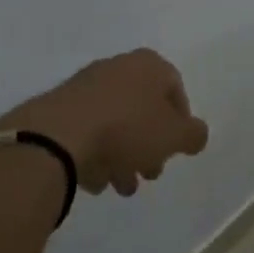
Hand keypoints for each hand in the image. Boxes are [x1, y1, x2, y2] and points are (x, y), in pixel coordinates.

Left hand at [0, 49, 208, 197]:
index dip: (180, 122)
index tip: (175, 150)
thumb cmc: (127, 128)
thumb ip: (194, 135)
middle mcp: (118, 67)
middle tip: (149, 175)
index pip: (175, 89)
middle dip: (149, 145)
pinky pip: (86, 131)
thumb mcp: (174, 136)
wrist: (56, 136)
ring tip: (120, 187)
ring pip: (114, 123)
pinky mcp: (58, 108)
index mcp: (149, 65)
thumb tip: (196, 135)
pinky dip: (94, 154)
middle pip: (142, 108)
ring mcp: (85, 86)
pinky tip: (94, 182)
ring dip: (122, 155)